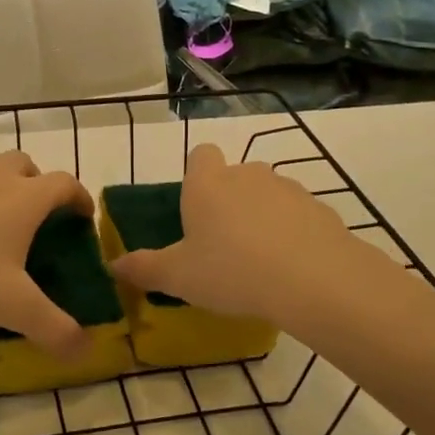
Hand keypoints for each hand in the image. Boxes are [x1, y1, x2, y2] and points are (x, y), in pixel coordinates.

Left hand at [0, 152, 95, 356]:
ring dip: (5, 188)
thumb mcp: (15, 308)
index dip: (81, 198)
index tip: (85, 218)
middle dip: (40, 185)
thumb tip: (87, 351)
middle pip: (26, 165)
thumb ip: (55, 329)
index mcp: (26, 198)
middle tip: (41, 218)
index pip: (65, 184)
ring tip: (2, 226)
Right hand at [107, 144, 367, 325]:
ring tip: (260, 261)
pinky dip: (292, 233)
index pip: (201, 155)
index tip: (196, 208)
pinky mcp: (319, 208)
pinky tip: (291, 268)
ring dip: (262, 217)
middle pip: (234, 176)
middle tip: (223, 244)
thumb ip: (144, 268)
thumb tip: (114, 265)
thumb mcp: (178, 277)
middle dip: (229, 201)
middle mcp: (246, 174)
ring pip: (267, 194)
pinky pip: (298, 215)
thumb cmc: (231, 271)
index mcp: (207, 184)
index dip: (197, 175)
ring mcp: (287, 188)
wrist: (312, 279)